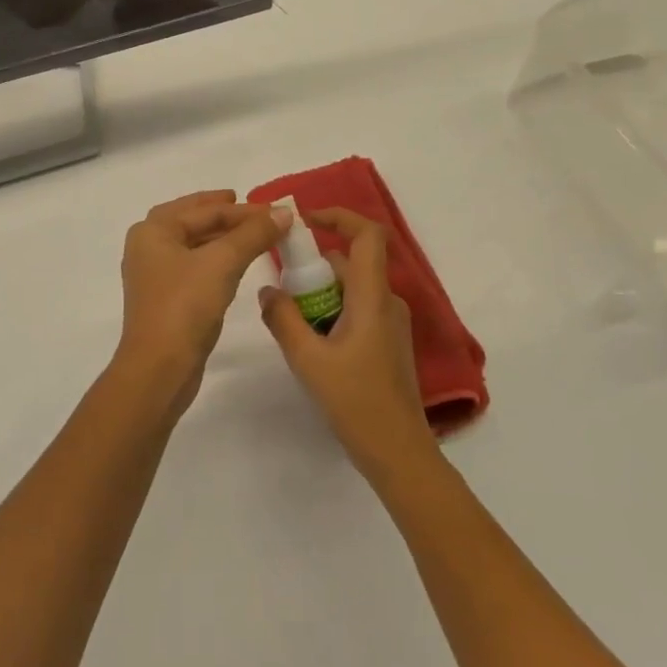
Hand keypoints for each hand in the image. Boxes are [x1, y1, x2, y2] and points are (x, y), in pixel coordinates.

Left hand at [115, 191, 291, 418]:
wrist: (160, 367)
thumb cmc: (185, 305)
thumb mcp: (223, 263)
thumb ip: (254, 234)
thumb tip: (284, 212)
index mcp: (153, 231)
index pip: (203, 210)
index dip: (242, 209)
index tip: (276, 210)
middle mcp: (148, 248)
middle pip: (191, 221)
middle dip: (224, 215)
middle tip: (256, 211)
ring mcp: (155, 276)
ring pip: (193, 245)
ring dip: (222, 238)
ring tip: (254, 235)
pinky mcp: (166, 300)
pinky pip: (195, 268)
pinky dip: (216, 260)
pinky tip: (237, 265)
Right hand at [258, 207, 437, 481]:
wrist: (397, 450)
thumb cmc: (354, 401)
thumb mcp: (307, 359)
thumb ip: (283, 318)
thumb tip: (268, 289)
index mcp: (373, 297)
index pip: (367, 235)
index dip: (338, 216)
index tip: (304, 220)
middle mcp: (387, 302)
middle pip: (350, 263)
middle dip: (313, 268)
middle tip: (280, 289)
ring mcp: (390, 323)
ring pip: (351, 289)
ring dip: (320, 294)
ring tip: (290, 323)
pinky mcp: (388, 342)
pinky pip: (357, 309)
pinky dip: (331, 312)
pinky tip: (311, 344)